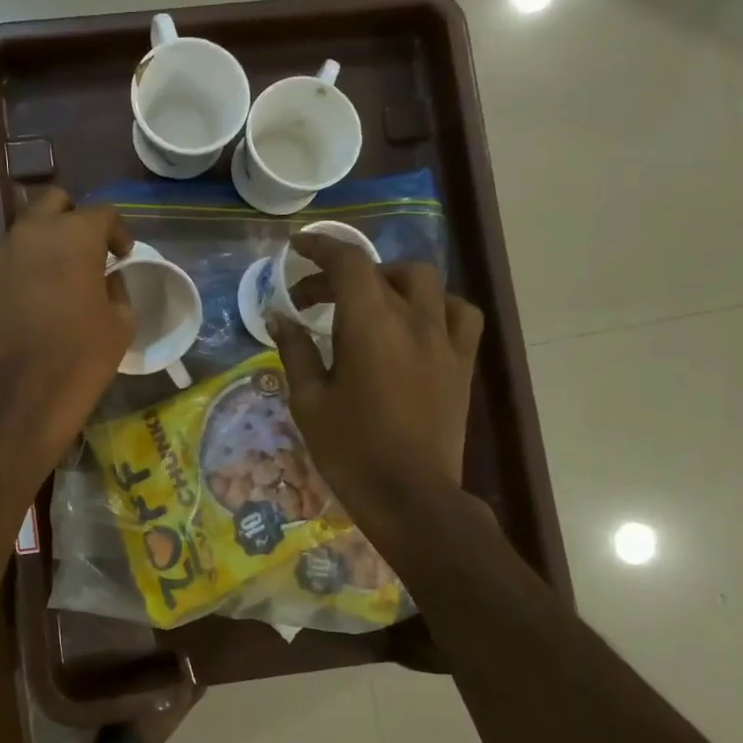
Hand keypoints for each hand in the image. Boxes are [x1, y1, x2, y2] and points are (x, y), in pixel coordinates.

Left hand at [0, 188, 134, 462]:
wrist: (15, 401)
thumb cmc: (80, 359)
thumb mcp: (120, 325)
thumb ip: (116, 289)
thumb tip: (105, 280)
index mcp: (71, 236)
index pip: (101, 213)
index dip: (116, 232)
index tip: (122, 254)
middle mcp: (26, 236)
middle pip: (51, 204)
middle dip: (70, 220)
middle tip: (82, 252)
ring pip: (17, 241)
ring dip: (35, 254)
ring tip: (45, 288)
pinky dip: (9, 287)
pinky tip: (17, 318)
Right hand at [270, 235, 483, 542]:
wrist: (410, 495)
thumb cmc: (350, 450)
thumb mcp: (309, 401)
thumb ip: (295, 351)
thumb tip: (279, 317)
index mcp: (369, 325)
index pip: (347, 263)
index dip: (319, 247)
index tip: (296, 248)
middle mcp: (412, 320)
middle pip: (381, 270)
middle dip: (343, 275)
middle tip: (314, 300)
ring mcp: (444, 340)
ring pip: (425, 282)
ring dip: (392, 280)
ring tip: (370, 302)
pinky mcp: (462, 363)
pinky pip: (459, 314)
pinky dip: (437, 306)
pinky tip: (419, 323)